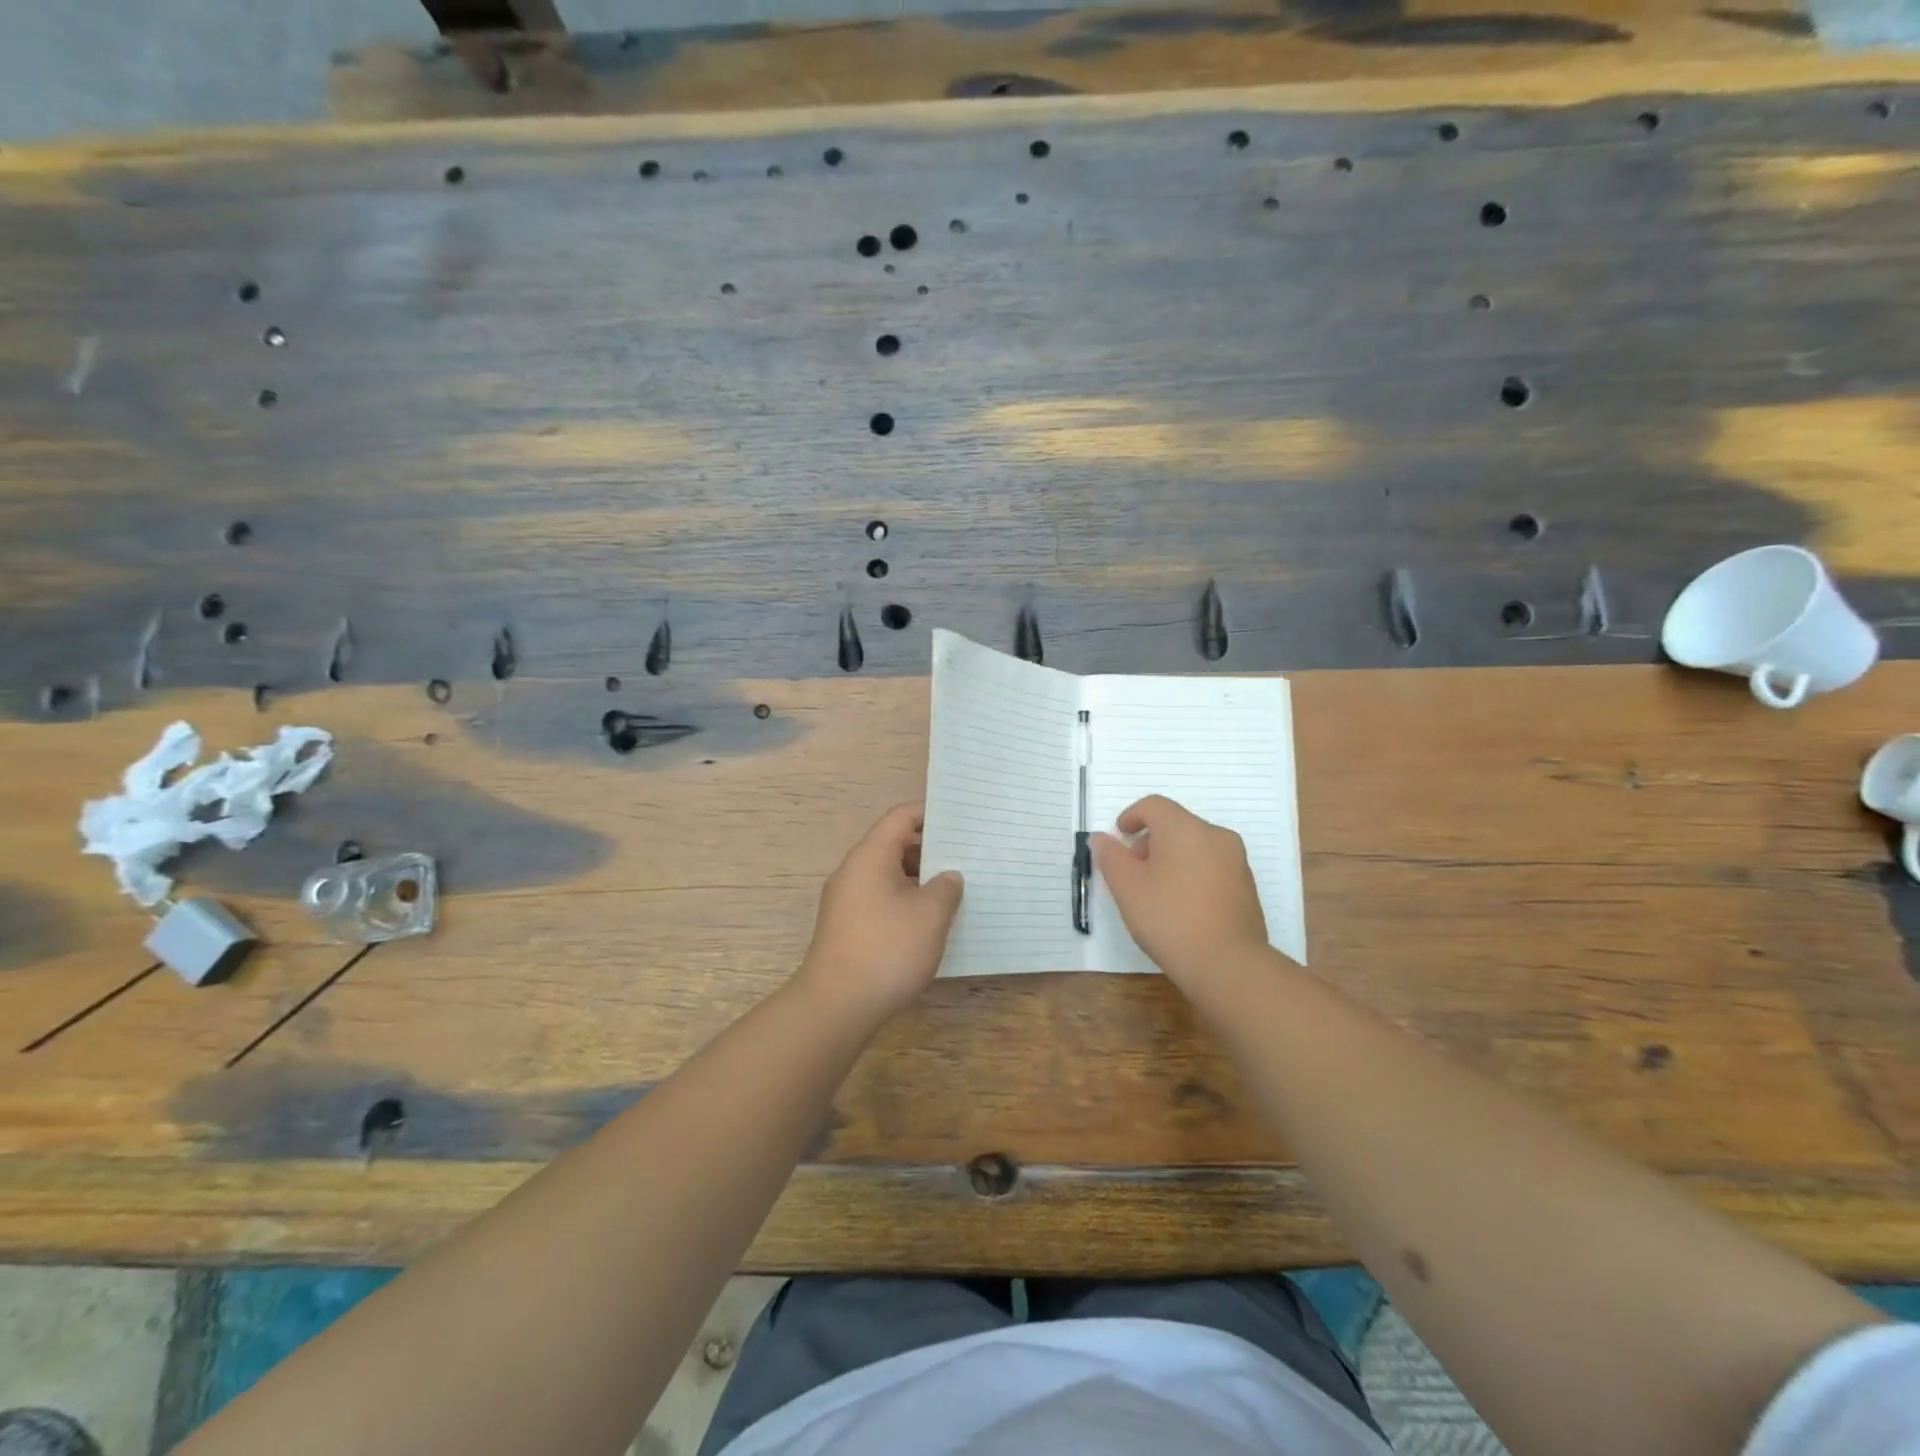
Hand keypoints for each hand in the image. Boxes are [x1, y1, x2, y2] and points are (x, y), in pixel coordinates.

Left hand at [798, 802, 962, 1022]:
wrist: (836, 1007)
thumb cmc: (887, 950)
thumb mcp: (930, 915)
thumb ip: (946, 887)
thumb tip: (948, 877)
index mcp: (871, 856)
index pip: (901, 817)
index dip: (931, 813)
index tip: (962, 820)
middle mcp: (854, 871)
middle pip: (894, 844)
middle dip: (931, 849)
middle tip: (968, 857)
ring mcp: (847, 901)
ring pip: (889, 875)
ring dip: (921, 879)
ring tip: (956, 890)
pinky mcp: (848, 927)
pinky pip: (882, 900)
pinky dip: (906, 901)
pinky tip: (931, 922)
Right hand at [1092, 795, 1267, 989]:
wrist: (1228, 964)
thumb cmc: (1169, 918)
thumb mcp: (1127, 888)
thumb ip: (1111, 857)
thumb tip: (1101, 838)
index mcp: (1185, 829)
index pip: (1154, 805)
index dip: (1131, 816)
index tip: (1119, 839)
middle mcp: (1216, 836)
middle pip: (1176, 824)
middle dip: (1150, 841)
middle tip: (1133, 871)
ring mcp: (1236, 861)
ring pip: (1195, 846)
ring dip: (1172, 858)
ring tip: (1156, 893)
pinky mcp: (1246, 887)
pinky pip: (1212, 867)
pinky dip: (1192, 874)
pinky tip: (1182, 907)